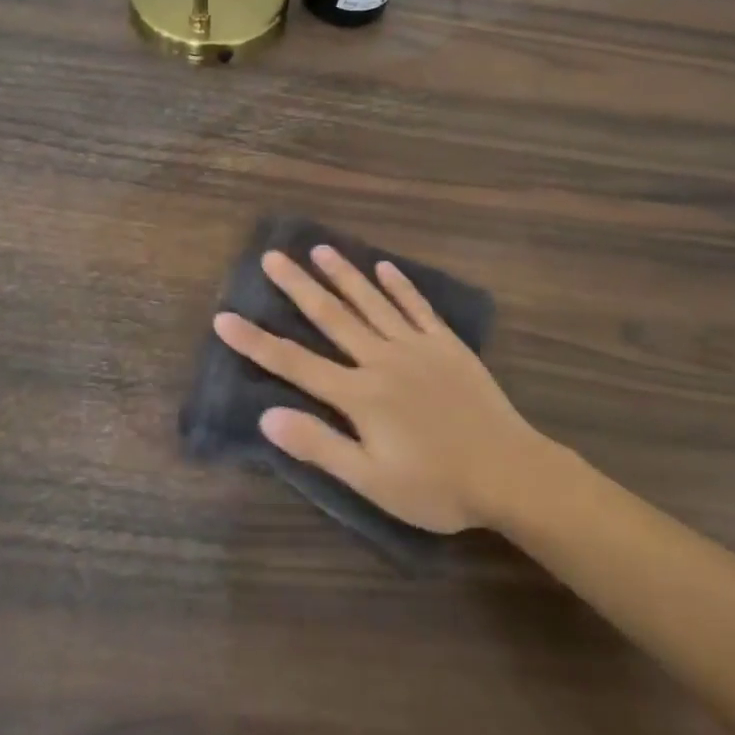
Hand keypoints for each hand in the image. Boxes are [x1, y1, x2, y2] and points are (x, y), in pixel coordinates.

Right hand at [212, 246, 543, 533]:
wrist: (510, 473)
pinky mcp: (446, 345)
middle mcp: (381, 359)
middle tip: (272, 256)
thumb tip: (267, 417)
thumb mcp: (372, 481)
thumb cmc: (437, 486)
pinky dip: (400, 285)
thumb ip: (319, 446)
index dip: (256, 342)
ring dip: (344, 274)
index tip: (224, 317)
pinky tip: (385, 266)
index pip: (295, 363)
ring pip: (371, 302)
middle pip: (331, 317)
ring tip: (319, 249)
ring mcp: (416, 346)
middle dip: (297, 287)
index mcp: (359, 395)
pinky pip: (418, 307)